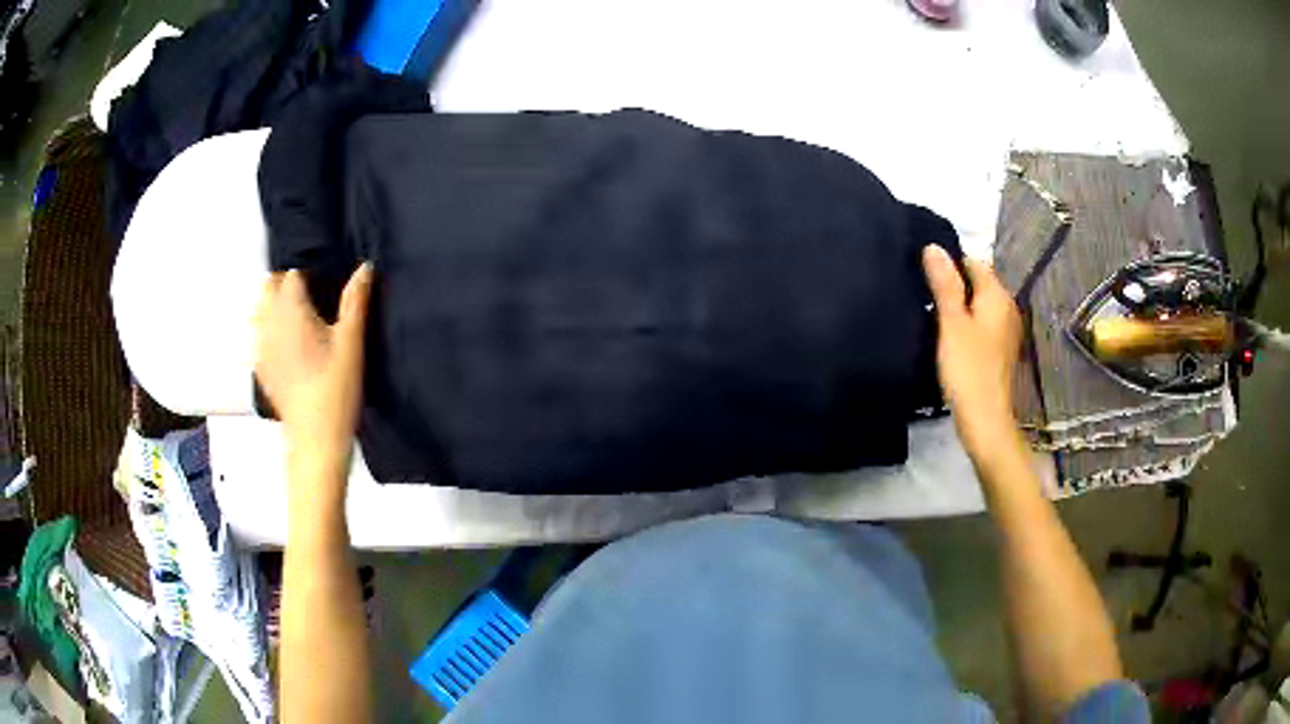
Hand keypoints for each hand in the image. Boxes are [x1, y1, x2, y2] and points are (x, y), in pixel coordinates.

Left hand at [255, 264, 373, 475]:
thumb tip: (365, 267)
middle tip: (311, 294)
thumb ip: (356, 301)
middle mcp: (269, 322)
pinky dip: (269, 330)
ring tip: (298, 317)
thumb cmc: (336, 389)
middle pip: (268, 286)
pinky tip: (288, 346)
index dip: (307, 271)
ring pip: (260, 309)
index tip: (322, 278)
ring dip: (274, 304)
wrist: (315, 439)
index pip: (291, 273)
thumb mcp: (352, 342)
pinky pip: (259, 336)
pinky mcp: (260, 368)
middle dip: (285, 283)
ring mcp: (261, 346)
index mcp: (291, 309)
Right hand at [922, 245, 1022, 459]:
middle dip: (953, 284)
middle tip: (923, 293)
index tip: (924, 274)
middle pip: (977, 283)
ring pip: (979, 305)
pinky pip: (981, 324)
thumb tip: (933, 246)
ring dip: (959, 306)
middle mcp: (1007, 307)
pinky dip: (967, 324)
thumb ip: (944, 284)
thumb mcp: (951, 323)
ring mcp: (1005, 330)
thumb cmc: (968, 368)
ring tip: (931, 314)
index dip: (949, 263)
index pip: (973, 262)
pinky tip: (948, 337)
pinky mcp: (1000, 350)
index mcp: (997, 296)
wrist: (985, 419)